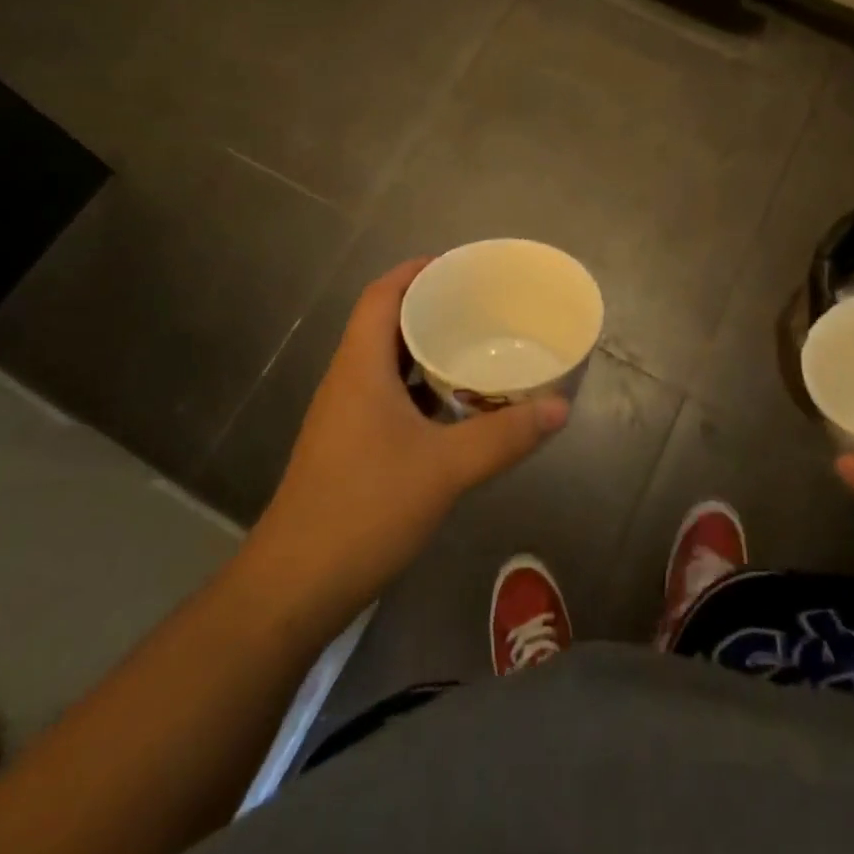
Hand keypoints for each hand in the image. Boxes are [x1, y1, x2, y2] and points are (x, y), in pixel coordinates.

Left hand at [256, 259, 569, 620]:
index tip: (459, 265)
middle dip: (430, 307)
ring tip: (475, 345)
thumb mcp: (444, 469)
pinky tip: (455, 407)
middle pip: (386, 323)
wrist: (294, 588)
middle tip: (481, 304)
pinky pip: (389, 396)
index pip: (382, 295)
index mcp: (360, 366)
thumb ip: (504, 436)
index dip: (416, 271)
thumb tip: (560, 406)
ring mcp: (345, 416)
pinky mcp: (350, 446)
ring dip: (426, 349)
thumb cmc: (364, 509)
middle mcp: (348, 380)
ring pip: (388, 363)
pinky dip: (421, 389)